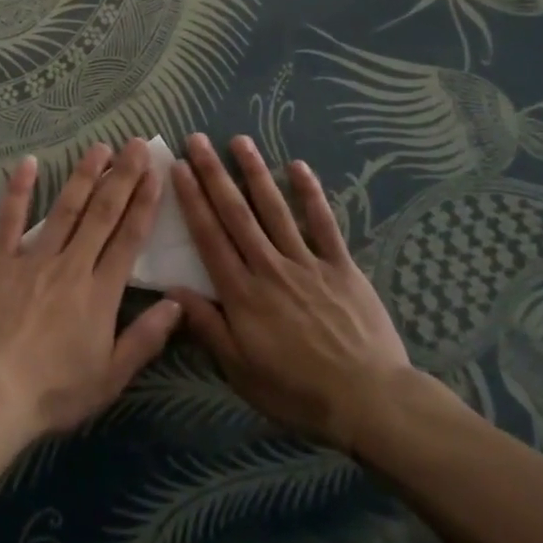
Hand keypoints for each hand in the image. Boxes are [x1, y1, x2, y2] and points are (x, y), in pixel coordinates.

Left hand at [0, 140, 182, 443]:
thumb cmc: (54, 392)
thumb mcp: (110, 377)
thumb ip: (145, 338)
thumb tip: (177, 303)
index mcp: (100, 293)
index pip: (129, 238)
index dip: (144, 203)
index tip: (155, 173)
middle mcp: (71, 265)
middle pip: (102, 214)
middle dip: (121, 177)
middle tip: (135, 145)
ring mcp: (33, 259)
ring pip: (64, 209)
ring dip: (83, 176)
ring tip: (99, 148)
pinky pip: (10, 220)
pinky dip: (19, 190)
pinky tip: (28, 163)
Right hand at [167, 134, 415, 452]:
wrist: (369, 401)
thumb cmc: (297, 391)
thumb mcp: (241, 371)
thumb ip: (207, 327)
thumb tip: (173, 289)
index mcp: (242, 293)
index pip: (209, 236)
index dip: (192, 199)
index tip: (178, 168)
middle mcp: (269, 267)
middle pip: (236, 213)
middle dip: (214, 174)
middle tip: (197, 140)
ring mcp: (307, 263)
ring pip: (275, 209)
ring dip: (254, 173)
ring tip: (239, 141)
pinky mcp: (341, 266)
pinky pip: (323, 223)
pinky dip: (311, 194)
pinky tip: (298, 166)